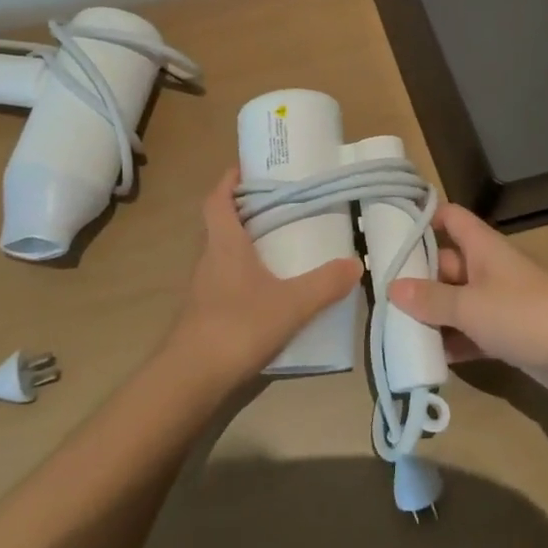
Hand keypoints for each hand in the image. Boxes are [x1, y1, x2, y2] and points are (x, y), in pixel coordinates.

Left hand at [166, 169, 361, 383]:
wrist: (191, 378)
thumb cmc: (238, 326)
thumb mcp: (291, 304)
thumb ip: (324, 284)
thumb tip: (356, 263)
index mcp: (224, 242)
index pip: (216, 199)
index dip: (228, 181)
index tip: (246, 169)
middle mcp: (209, 257)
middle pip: (218, 222)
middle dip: (241, 209)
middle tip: (274, 204)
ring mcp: (202, 287)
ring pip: (220, 252)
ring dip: (241, 242)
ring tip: (274, 243)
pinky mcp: (203, 313)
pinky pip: (222, 279)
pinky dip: (240, 273)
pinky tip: (263, 289)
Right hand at [389, 202, 547, 402]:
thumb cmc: (522, 314)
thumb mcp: (468, 306)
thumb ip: (430, 298)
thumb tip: (392, 288)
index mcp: (481, 245)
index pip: (449, 217)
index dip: (423, 218)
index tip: (391, 230)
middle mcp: (488, 267)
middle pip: (447, 262)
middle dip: (418, 277)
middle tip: (382, 294)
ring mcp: (499, 301)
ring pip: (457, 300)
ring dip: (434, 314)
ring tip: (397, 329)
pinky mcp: (509, 333)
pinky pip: (472, 331)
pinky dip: (454, 341)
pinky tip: (430, 358)